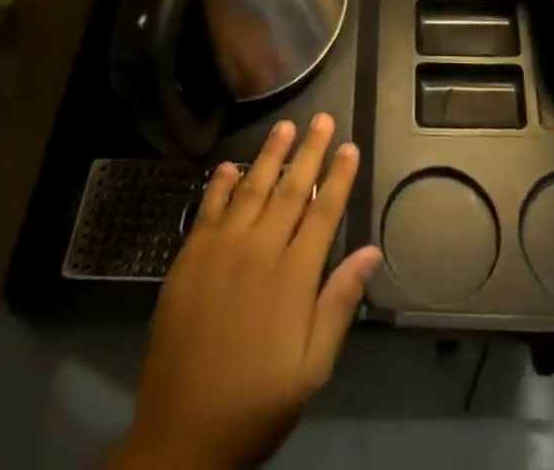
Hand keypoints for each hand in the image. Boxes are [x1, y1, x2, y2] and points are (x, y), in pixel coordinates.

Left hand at [112, 114, 381, 469]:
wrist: (182, 435)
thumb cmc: (257, 403)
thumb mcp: (311, 367)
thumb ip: (339, 304)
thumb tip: (371, 251)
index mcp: (293, 277)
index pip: (323, 212)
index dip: (338, 177)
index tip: (350, 147)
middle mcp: (259, 250)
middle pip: (290, 189)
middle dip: (310, 152)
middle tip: (323, 119)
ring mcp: (221, 250)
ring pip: (251, 188)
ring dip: (270, 155)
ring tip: (285, 125)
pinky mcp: (189, 258)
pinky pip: (208, 209)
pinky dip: (220, 184)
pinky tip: (228, 166)